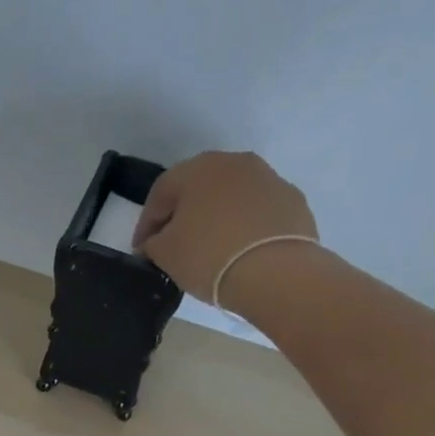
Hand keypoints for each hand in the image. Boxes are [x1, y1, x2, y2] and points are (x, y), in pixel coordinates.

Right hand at [133, 151, 320, 304]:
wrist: (276, 272)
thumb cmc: (209, 256)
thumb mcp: (165, 254)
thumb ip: (153, 243)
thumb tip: (155, 242)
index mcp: (198, 169)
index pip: (161, 192)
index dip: (146, 223)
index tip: (141, 250)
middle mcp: (235, 163)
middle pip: (199, 188)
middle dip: (183, 214)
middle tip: (173, 244)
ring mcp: (269, 179)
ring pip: (231, 197)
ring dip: (216, 218)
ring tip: (210, 249)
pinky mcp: (293, 201)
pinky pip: (257, 212)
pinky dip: (244, 227)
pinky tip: (239, 252)